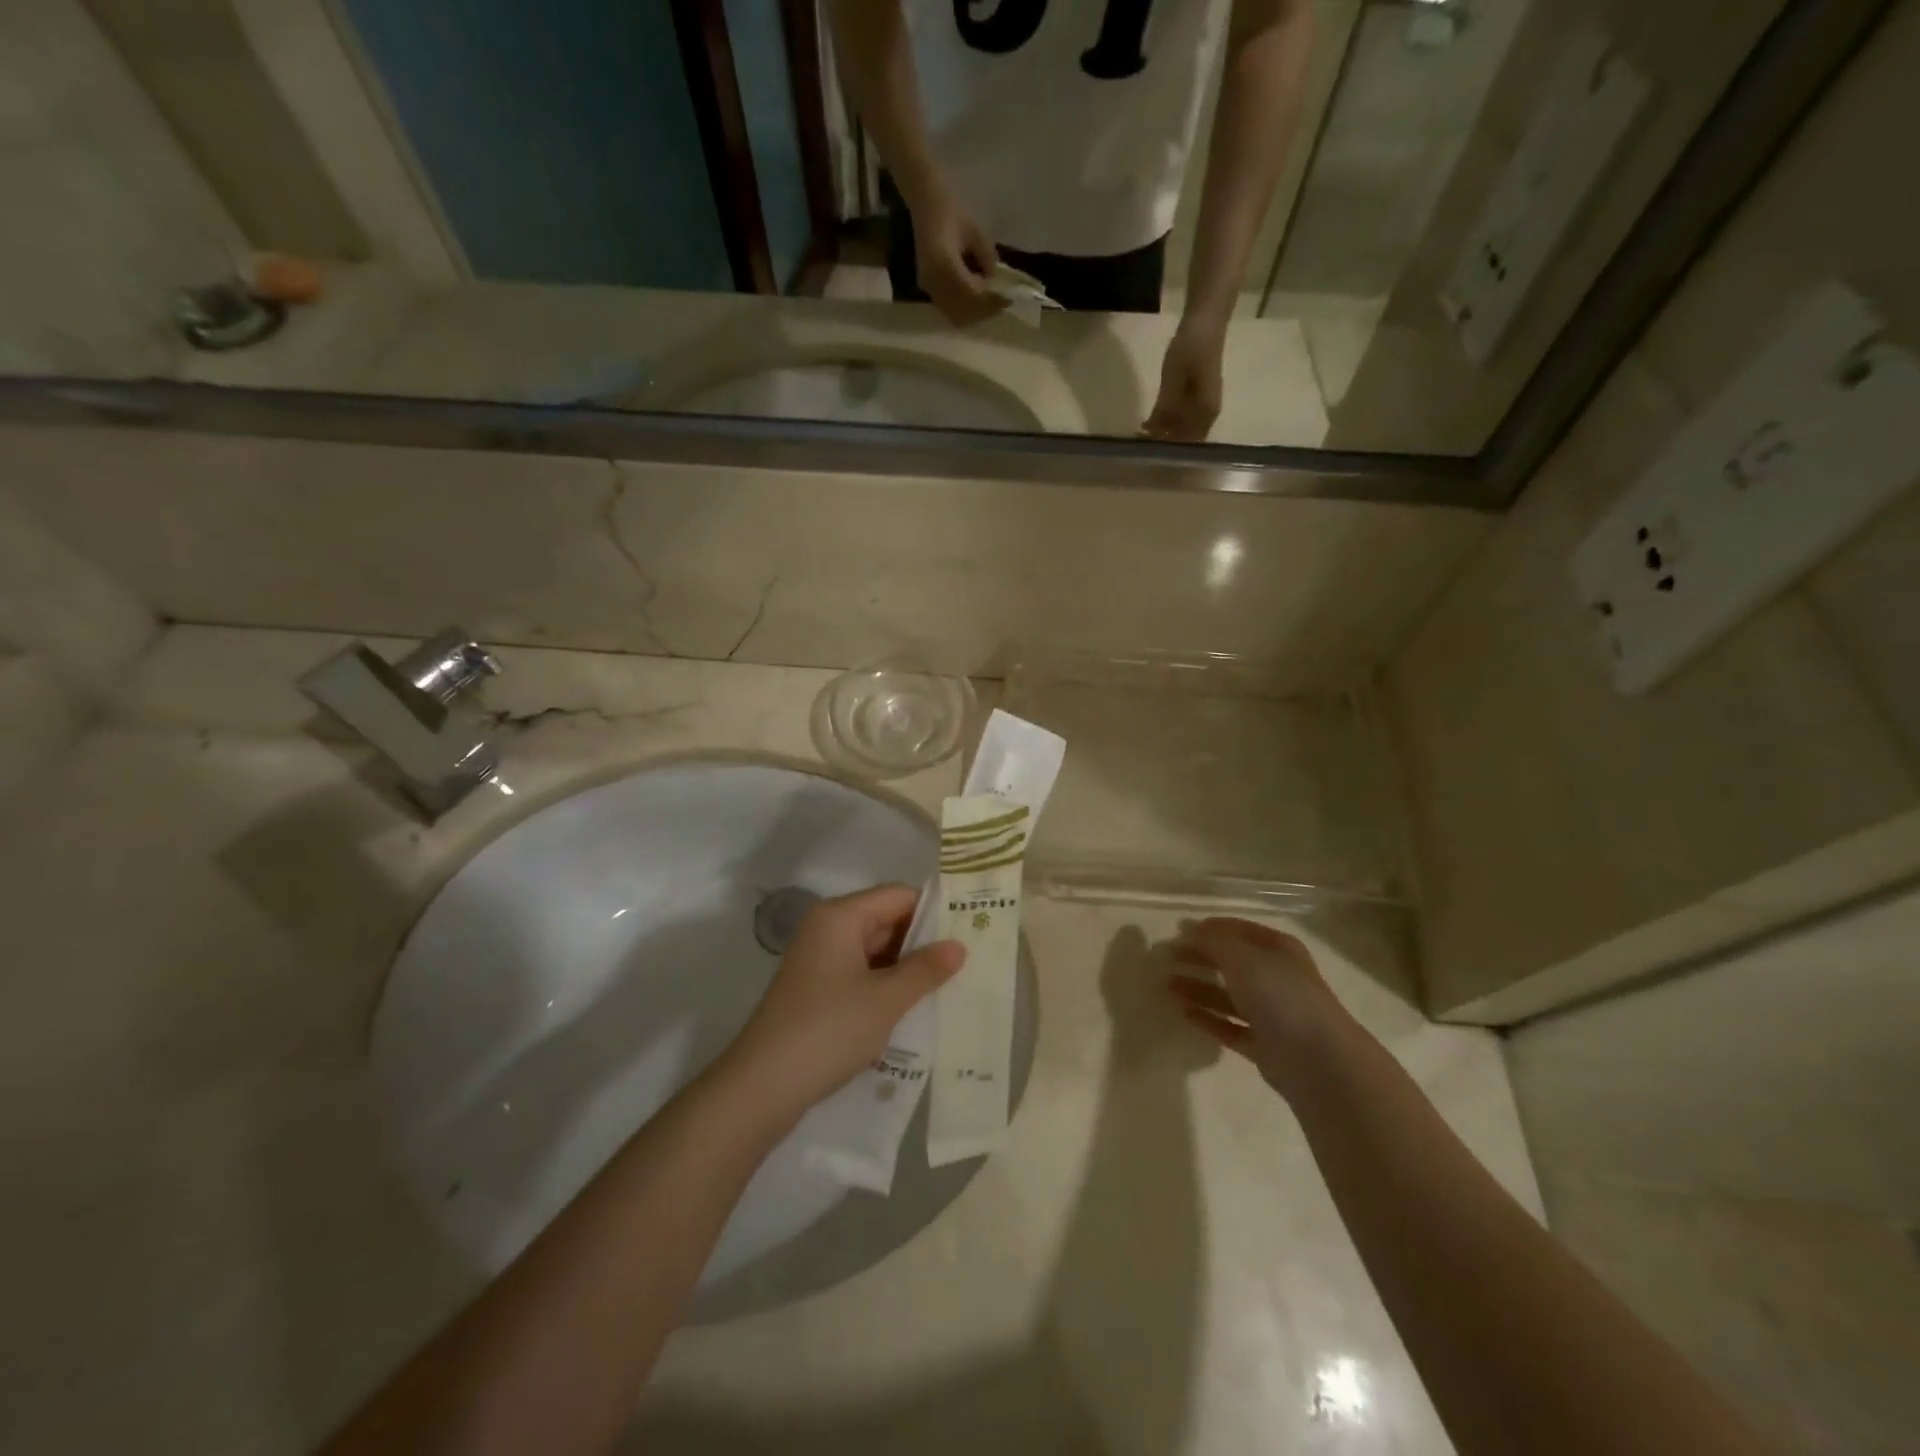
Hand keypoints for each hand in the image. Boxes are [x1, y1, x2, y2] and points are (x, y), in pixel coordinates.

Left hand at [724, 885, 965, 1115]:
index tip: (970, 931)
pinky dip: (886, 986)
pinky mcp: (816, 990)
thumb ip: (925, 969)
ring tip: (949, 987)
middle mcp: (827, 929)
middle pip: (886, 920)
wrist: (762, 1087)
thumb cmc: (828, 1030)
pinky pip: (861, 975)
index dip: (934, 911)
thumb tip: (959, 946)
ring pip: (875, 951)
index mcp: (840, 916)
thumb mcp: (886, 1000)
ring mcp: (819, 961)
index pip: (898, 896)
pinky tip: (914, 1008)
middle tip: (967, 962)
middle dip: (923, 942)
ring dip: (907, 968)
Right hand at [909, 185, 1005, 326]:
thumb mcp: (976, 232)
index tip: (1008, 299)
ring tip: (989, 300)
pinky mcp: (926, 288)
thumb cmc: (952, 209)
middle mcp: (934, 282)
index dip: (992, 300)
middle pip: (964, 312)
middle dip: (984, 310)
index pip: (973, 295)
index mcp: (945, 265)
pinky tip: (974, 295)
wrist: (925, 201)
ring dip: (973, 313)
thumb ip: (987, 260)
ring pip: (955, 315)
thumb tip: (996, 283)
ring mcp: (928, 287)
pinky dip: (963, 309)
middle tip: (1001, 302)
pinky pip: (947, 309)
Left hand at [1143, 315, 1225, 440]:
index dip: (1166, 451)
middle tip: (1137, 447)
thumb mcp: (1174, 377)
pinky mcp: (1196, 398)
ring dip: (1161, 435)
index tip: (1145, 453)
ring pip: (1181, 430)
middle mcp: (1207, 415)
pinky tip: (1147, 424)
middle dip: (1162, 446)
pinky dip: (1164, 424)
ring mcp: (1203, 407)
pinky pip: (1180, 419)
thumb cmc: (1191, 346)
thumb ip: (1166, 407)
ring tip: (1139, 437)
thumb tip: (1155, 433)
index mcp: (1206, 412)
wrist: (1205, 320)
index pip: (1186, 443)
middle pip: (1184, 440)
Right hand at [1167, 917, 1351, 1097]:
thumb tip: (1189, 930)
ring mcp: (1272, 1012)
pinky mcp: (1265, 1045)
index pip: (1238, 930)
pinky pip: (1230, 1026)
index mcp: (1277, 949)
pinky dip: (1209, 1019)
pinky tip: (1184, 1013)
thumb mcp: (1242, 956)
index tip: (1177, 932)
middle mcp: (1276, 977)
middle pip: (1231, 962)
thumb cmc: (1280, 995)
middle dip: (1200, 958)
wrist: (1317, 1060)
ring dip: (1198, 988)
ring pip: (1228, 996)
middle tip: (1167, 959)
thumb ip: (1212, 941)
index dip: (1208, 929)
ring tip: (1167, 985)